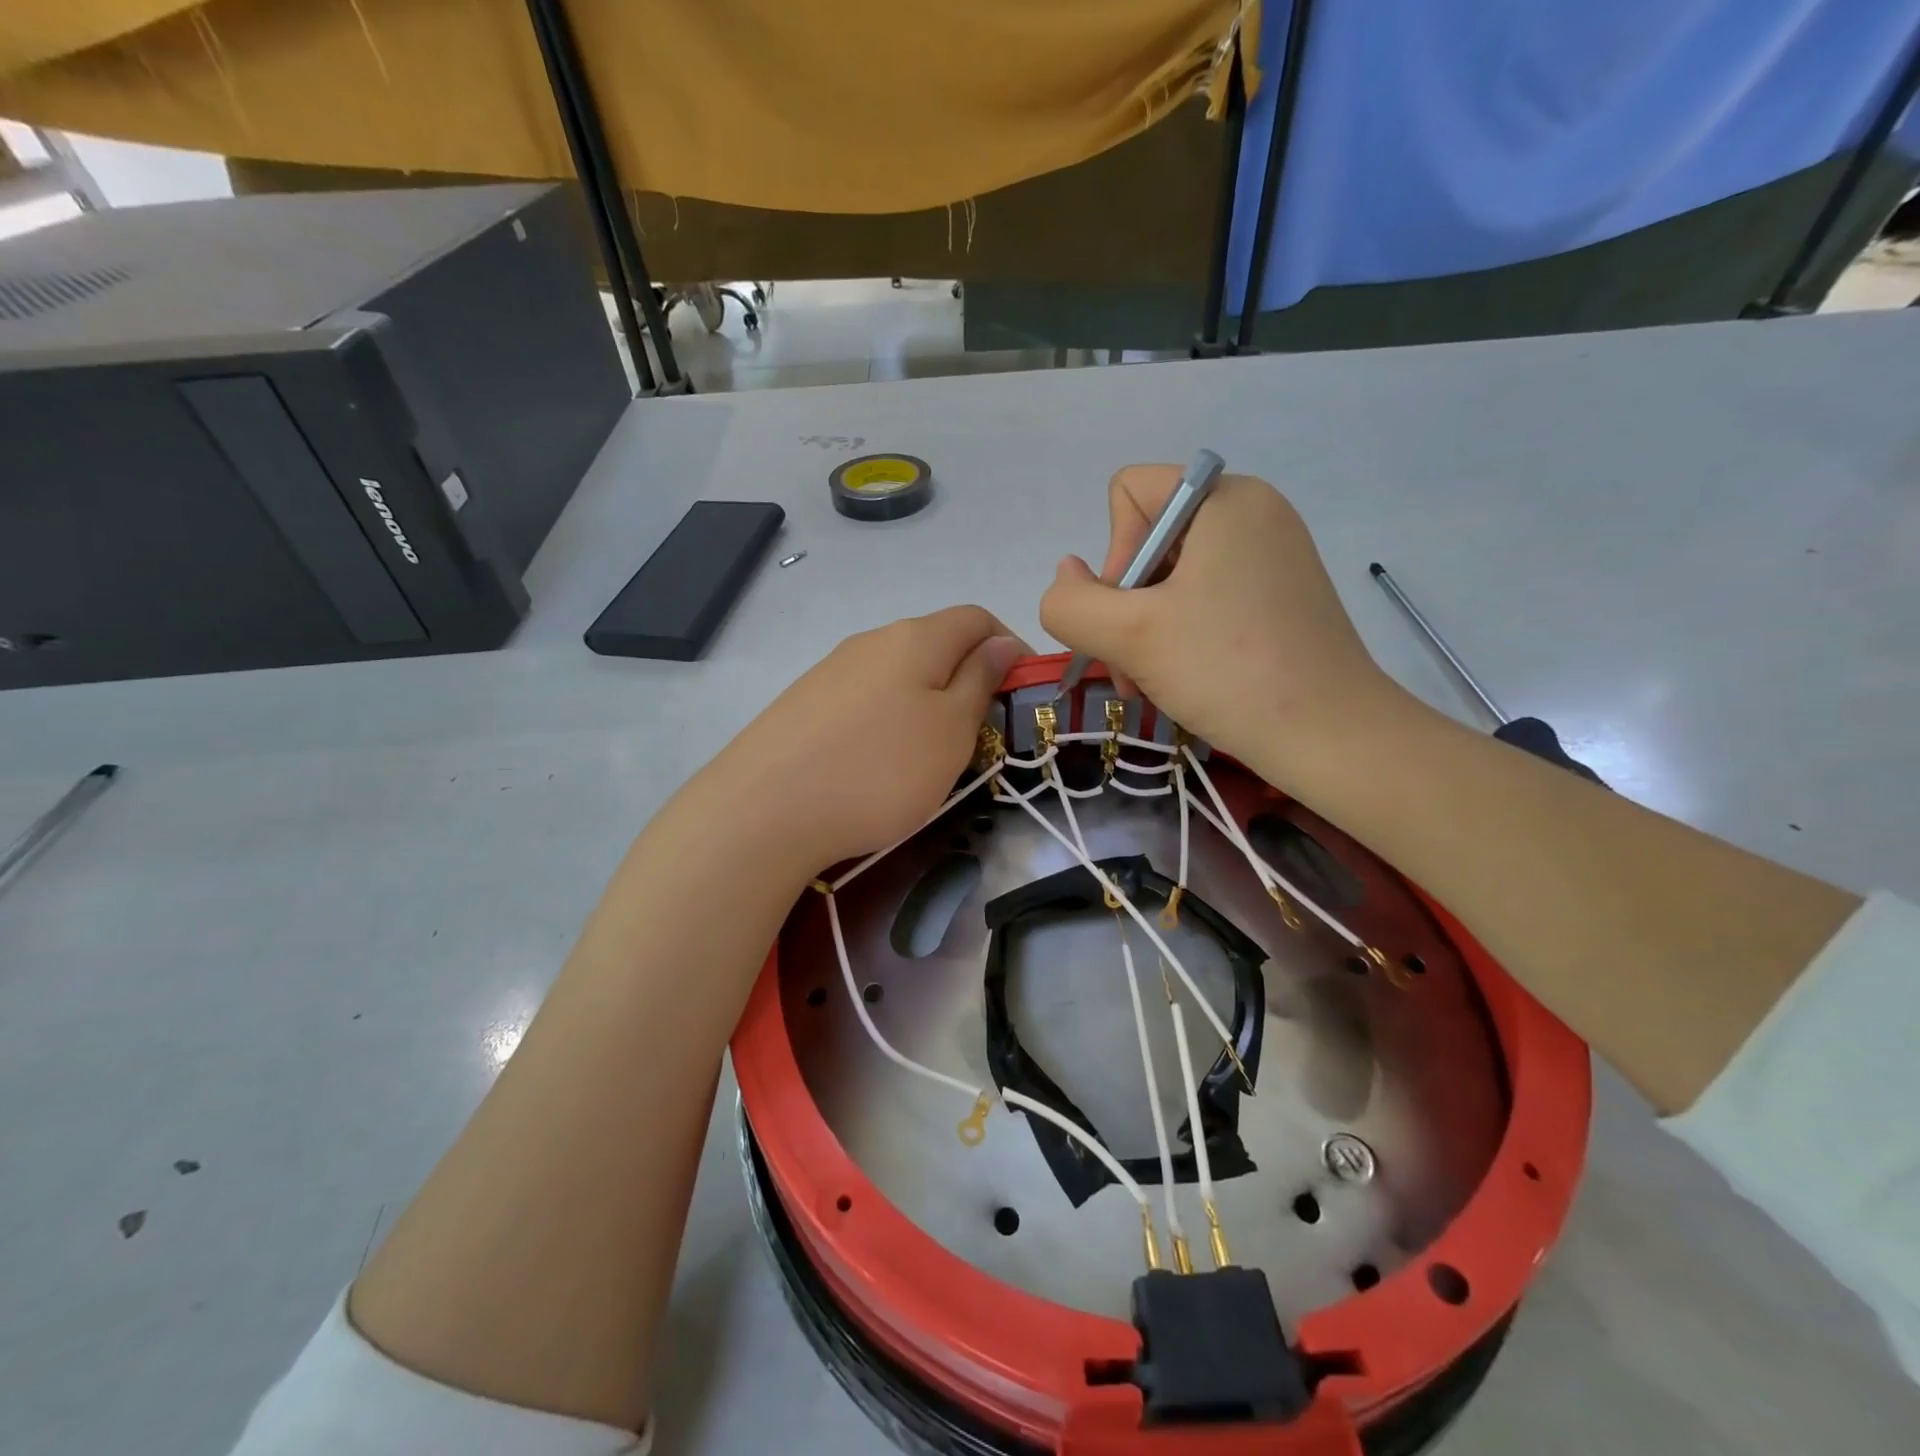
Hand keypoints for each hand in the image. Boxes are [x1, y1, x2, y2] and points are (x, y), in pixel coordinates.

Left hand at [704, 607, 1025, 871]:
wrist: (765, 810)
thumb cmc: (880, 770)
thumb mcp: (950, 730)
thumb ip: (980, 681)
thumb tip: (1000, 644)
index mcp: (916, 638)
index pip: (978, 618)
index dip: (1010, 648)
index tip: (1023, 694)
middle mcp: (872, 640)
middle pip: (937, 643)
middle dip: (970, 679)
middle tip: (981, 733)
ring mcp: (832, 670)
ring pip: (900, 673)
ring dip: (929, 701)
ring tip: (931, 754)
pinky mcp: (805, 703)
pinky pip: (865, 698)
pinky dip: (890, 719)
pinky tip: (878, 761)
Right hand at [1039, 466, 1400, 786]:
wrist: (1330, 737)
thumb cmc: (1228, 671)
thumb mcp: (1128, 636)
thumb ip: (1071, 602)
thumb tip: (1066, 575)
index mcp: (1226, 499)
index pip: (1130, 493)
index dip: (1113, 555)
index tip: (1132, 613)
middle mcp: (1254, 513)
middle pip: (1149, 541)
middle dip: (1126, 607)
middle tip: (1132, 666)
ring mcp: (1272, 557)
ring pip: (1172, 578)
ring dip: (1147, 631)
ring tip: (1154, 681)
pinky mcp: (1281, 597)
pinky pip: (1206, 599)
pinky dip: (1181, 637)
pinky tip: (1186, 679)